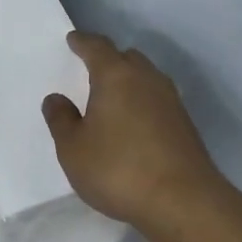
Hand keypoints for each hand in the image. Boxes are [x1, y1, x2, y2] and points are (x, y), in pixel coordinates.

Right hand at [43, 32, 225, 228]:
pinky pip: (157, 100)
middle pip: (126, 57)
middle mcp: (146, 79)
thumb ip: (61, 120)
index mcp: (116, 76)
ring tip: (111, 98)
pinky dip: (142, 102)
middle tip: (91, 70)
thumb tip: (56, 99)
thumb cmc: (118, 169)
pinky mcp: (185, 124)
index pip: (97, 47)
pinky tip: (133, 123)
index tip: (73, 40)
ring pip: (146, 78)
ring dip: (128, 81)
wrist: (184, 201)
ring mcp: (171, 101)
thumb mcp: (73, 149)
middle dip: (109, 59)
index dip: (83, 42)